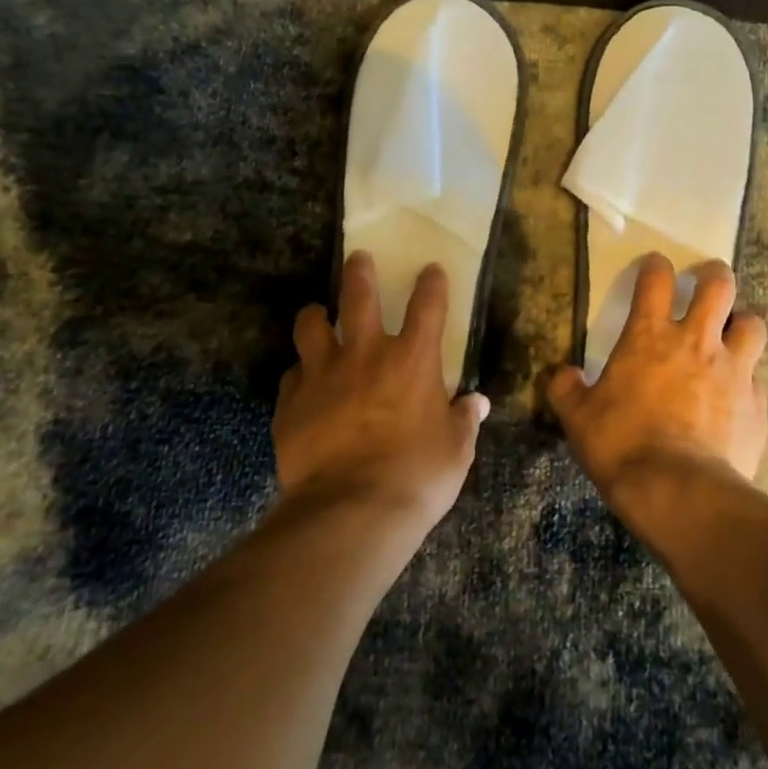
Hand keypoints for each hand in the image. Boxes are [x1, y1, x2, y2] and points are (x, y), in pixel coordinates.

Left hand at [274, 252, 489, 530]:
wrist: (351, 510)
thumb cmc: (417, 476)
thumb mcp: (455, 450)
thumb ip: (464, 420)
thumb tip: (476, 403)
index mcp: (413, 361)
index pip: (428, 306)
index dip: (432, 283)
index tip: (431, 269)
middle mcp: (366, 355)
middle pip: (359, 297)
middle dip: (359, 272)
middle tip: (357, 258)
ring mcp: (323, 376)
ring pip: (311, 327)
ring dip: (315, 316)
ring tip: (317, 315)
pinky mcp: (291, 403)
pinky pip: (292, 376)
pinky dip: (300, 374)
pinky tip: (302, 383)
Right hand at [547, 254, 767, 498]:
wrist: (678, 490)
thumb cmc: (621, 444)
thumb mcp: (578, 417)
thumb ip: (566, 389)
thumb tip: (561, 374)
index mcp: (649, 336)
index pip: (656, 280)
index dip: (655, 266)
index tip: (655, 264)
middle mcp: (696, 341)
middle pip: (718, 286)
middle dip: (714, 275)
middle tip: (707, 278)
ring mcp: (733, 370)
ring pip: (752, 323)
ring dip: (742, 323)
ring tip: (733, 333)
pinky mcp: (757, 403)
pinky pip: (758, 377)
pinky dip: (748, 377)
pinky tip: (738, 393)